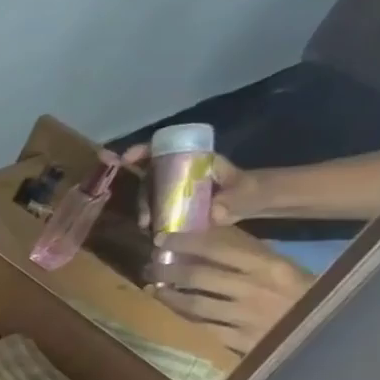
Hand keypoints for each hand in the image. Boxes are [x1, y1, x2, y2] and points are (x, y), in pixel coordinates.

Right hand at [120, 143, 261, 226]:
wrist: (253, 202)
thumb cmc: (251, 191)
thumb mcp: (245, 193)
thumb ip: (233, 200)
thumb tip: (215, 212)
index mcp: (195, 160)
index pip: (164, 149)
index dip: (142, 151)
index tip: (126, 159)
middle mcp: (180, 171)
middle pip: (150, 176)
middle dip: (141, 194)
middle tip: (144, 217)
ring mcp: (176, 188)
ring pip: (150, 194)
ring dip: (144, 209)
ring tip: (147, 227)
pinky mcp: (176, 203)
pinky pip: (156, 207)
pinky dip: (149, 218)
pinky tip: (150, 231)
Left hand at [144, 228, 312, 352]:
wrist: (332, 336)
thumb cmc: (306, 297)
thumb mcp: (284, 270)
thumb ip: (250, 256)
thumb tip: (209, 239)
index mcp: (270, 267)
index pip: (218, 249)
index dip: (185, 242)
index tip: (162, 239)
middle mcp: (255, 290)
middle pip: (199, 276)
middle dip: (168, 269)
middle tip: (149, 266)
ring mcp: (246, 317)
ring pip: (194, 304)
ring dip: (168, 294)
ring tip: (153, 288)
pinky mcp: (241, 342)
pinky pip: (202, 327)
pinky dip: (182, 317)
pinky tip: (170, 311)